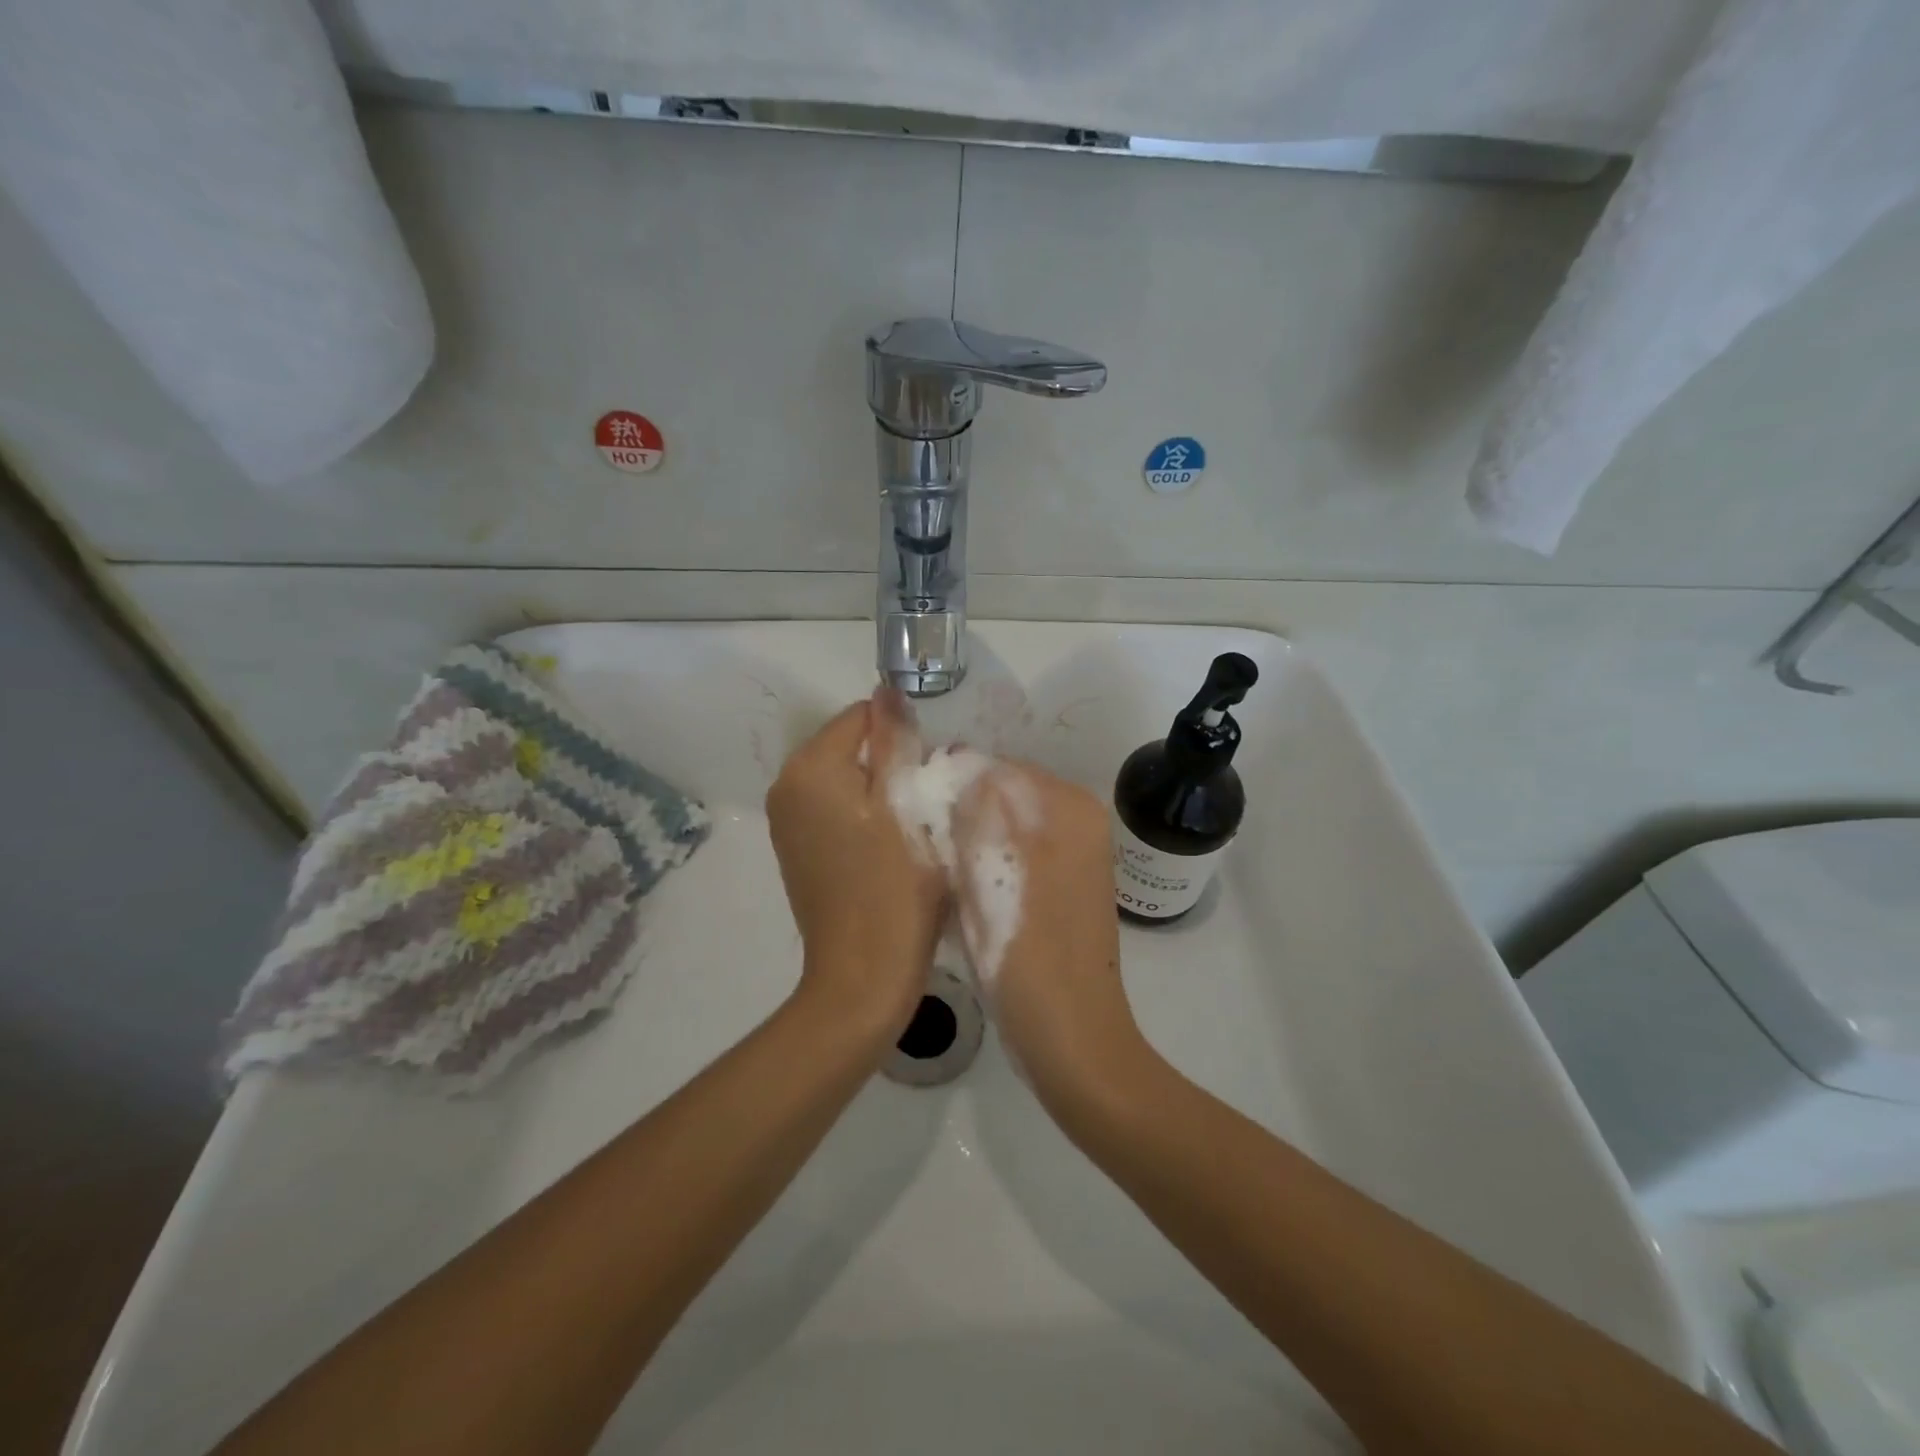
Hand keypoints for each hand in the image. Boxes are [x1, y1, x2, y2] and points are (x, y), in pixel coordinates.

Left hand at [766, 688, 947, 1040]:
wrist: (862, 978)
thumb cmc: (893, 890)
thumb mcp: (906, 807)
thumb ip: (895, 742)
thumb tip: (887, 691)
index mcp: (809, 769)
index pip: (861, 716)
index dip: (901, 738)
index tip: (927, 776)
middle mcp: (786, 786)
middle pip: (850, 746)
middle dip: (890, 763)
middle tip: (924, 805)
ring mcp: (786, 821)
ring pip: (845, 778)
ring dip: (880, 791)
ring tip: (910, 829)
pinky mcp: (796, 849)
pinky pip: (834, 808)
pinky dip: (863, 815)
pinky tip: (887, 849)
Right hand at [951, 761, 1148, 1110]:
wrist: (1072, 1041)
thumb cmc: (1029, 959)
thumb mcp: (990, 876)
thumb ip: (974, 811)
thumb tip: (957, 764)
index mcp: (1069, 807)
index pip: (995, 768)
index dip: (949, 787)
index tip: (916, 822)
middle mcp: (1077, 820)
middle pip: (999, 795)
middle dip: (959, 815)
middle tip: (924, 853)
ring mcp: (1071, 854)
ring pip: (1000, 826)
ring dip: (967, 842)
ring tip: (939, 877)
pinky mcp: (1059, 884)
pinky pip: (1011, 853)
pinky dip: (984, 864)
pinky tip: (962, 896)